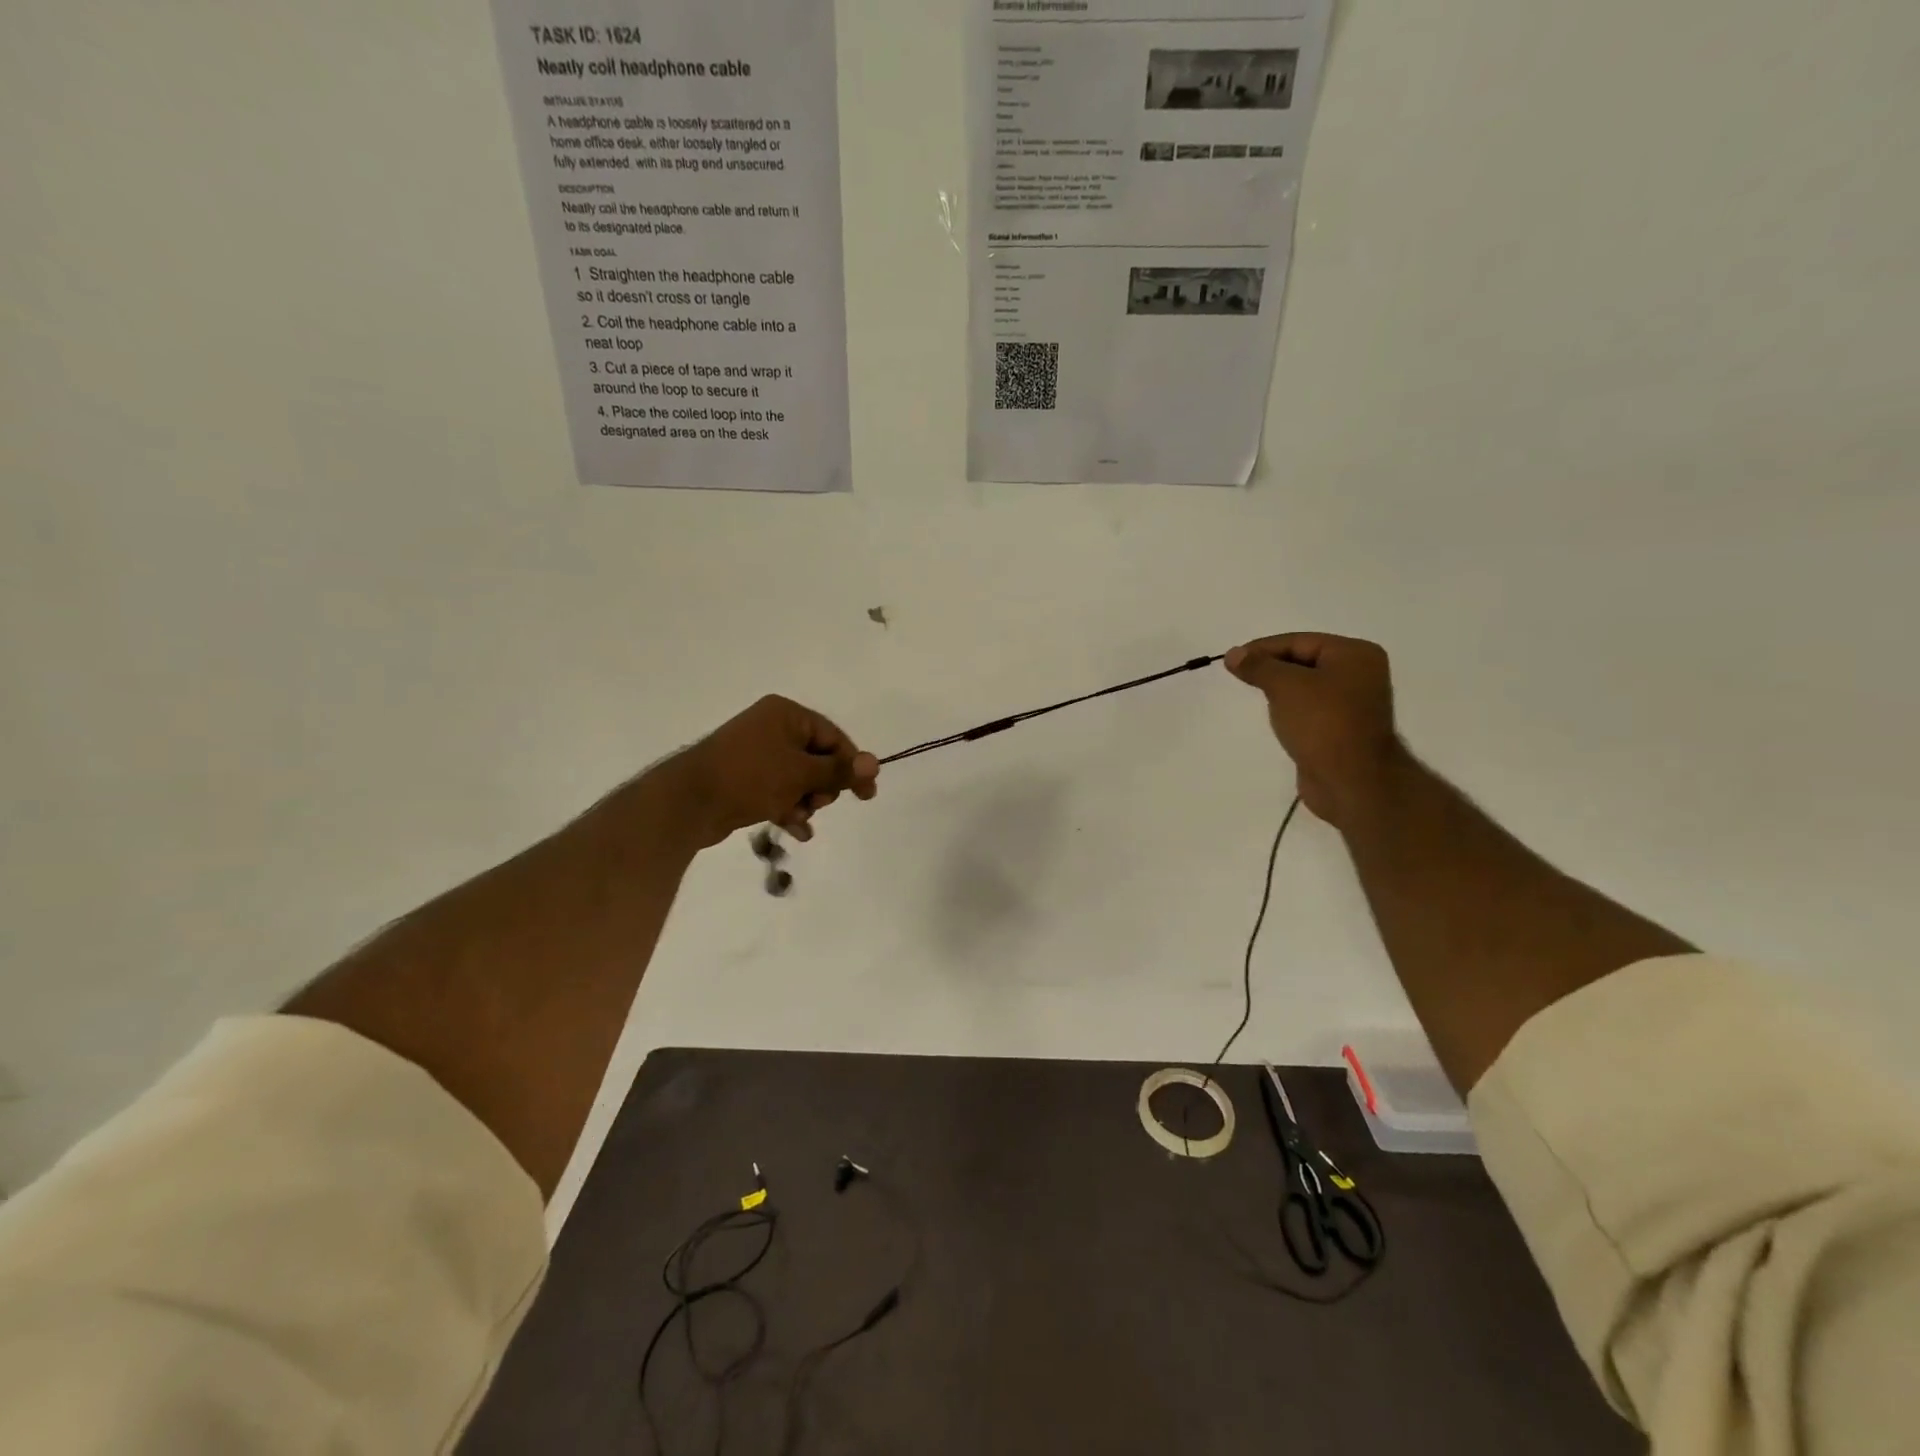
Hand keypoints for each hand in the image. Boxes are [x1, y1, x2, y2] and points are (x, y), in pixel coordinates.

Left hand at [665, 695, 878, 848]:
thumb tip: (875, 763)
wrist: (688, 802)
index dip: (851, 765)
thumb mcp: (801, 774)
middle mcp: (772, 728)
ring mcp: (756, 754)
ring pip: (799, 779)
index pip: (833, 737)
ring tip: (800, 819)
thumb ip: (839, 770)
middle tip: (818, 804)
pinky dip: (789, 808)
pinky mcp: (745, 779)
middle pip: (817, 759)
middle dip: (823, 787)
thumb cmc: (750, 778)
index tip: (867, 793)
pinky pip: (779, 791)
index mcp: (786, 715)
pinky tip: (796, 831)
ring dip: (806, 802)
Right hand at [1224, 633, 1407, 827]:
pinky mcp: (1342, 729)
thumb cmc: (1322, 723)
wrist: (1352, 781)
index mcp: (1354, 654)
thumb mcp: (1285, 686)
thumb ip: (1258, 666)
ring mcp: (1353, 704)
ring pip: (1306, 686)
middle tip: (1239, 676)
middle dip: (1271, 668)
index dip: (1262, 648)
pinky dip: (1290, 709)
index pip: (1299, 641)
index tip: (1232, 660)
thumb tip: (1233, 654)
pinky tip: (1276, 717)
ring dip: (1280, 690)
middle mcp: (1359, 674)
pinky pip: (1310, 709)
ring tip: (1254, 695)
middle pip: (1304, 661)